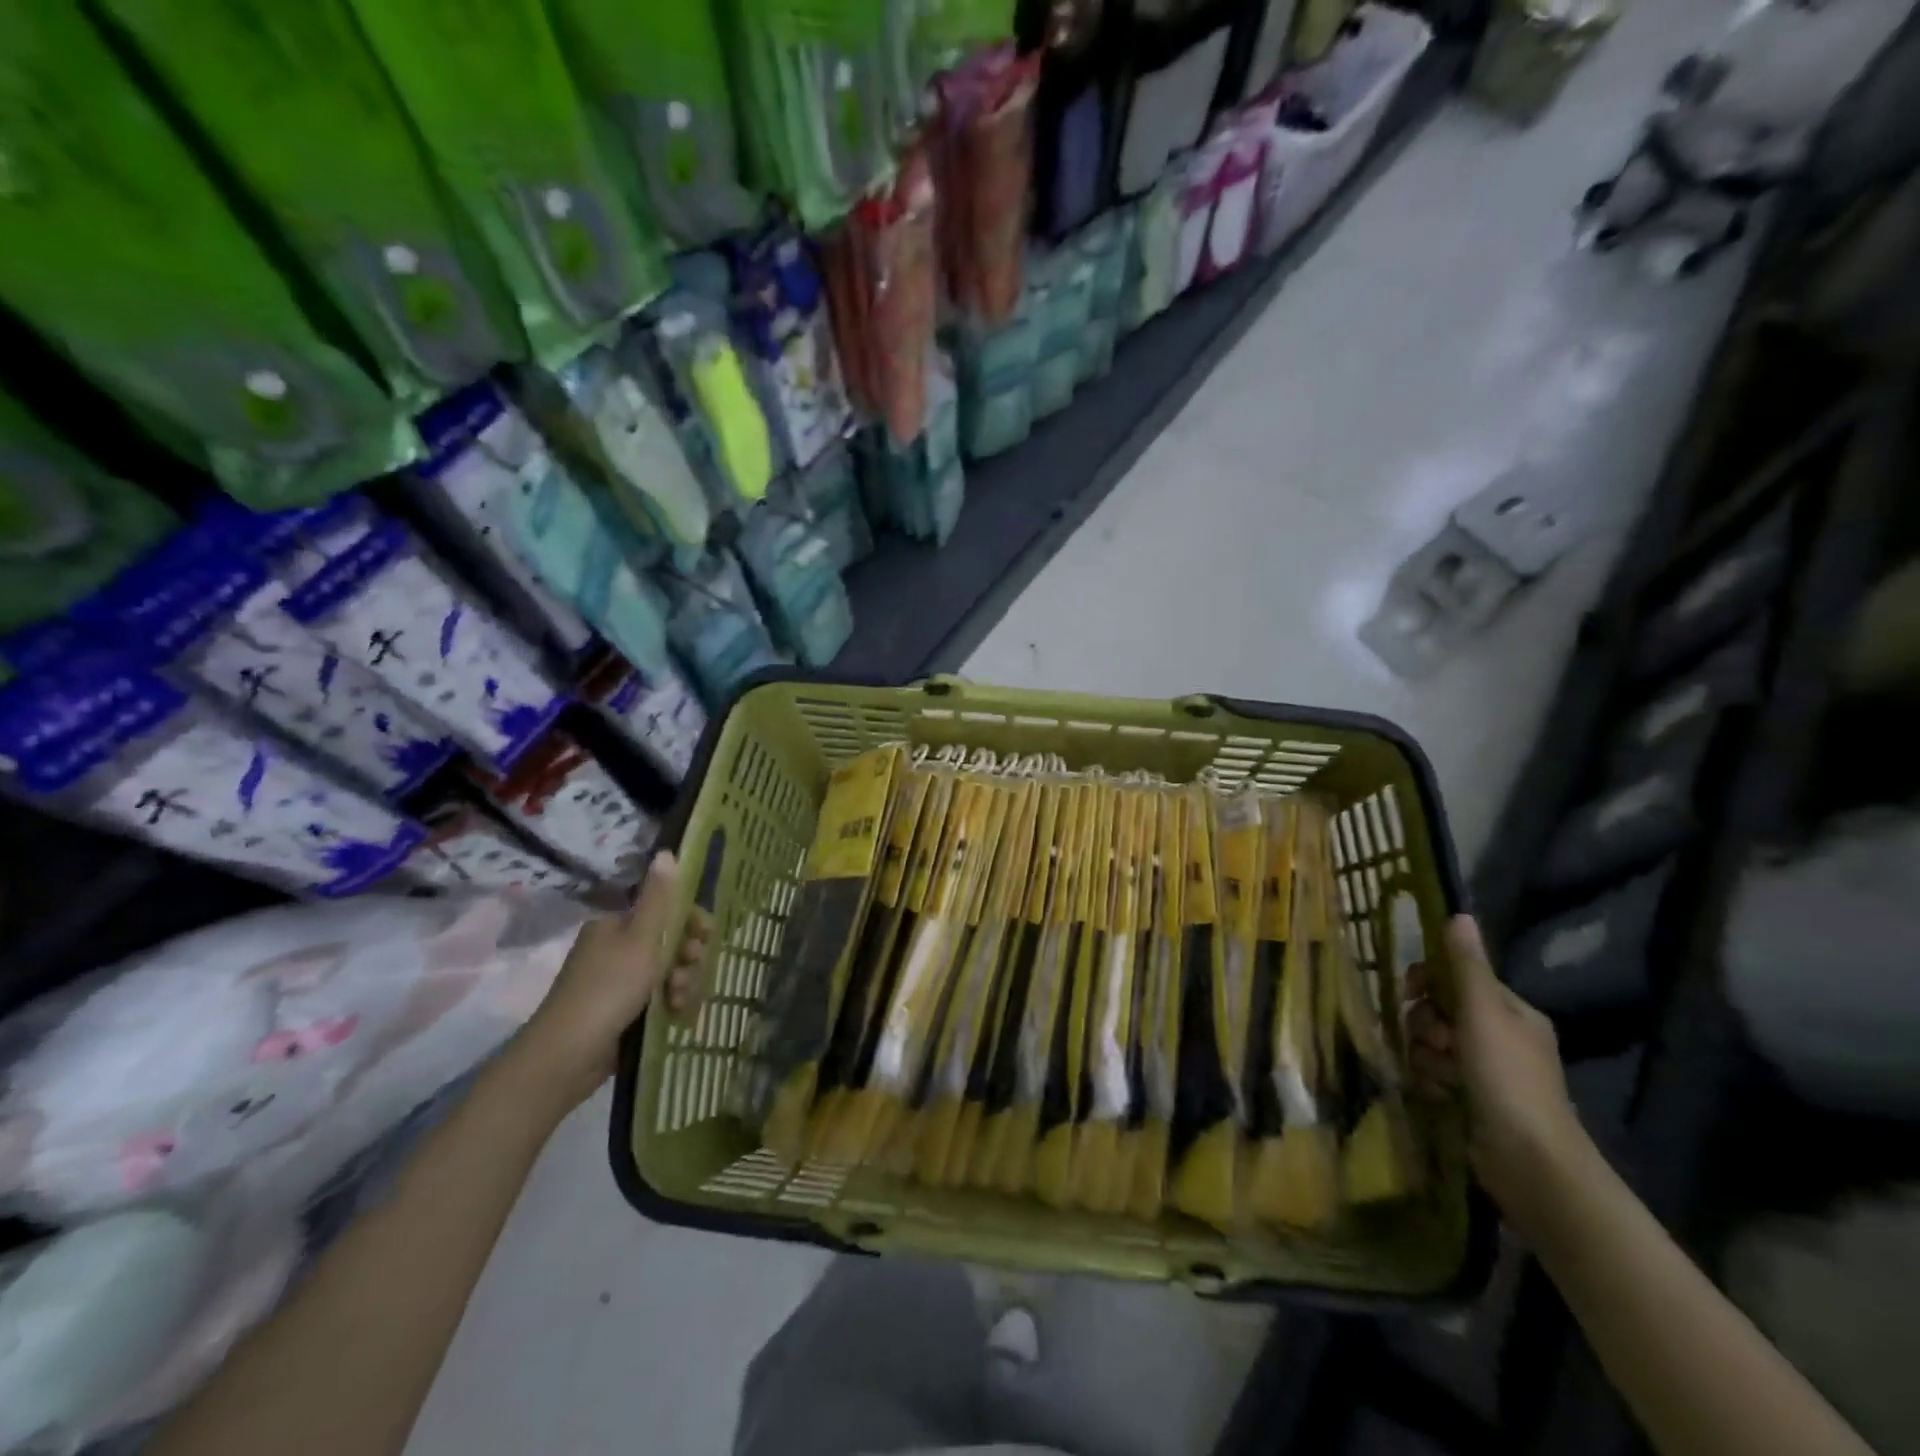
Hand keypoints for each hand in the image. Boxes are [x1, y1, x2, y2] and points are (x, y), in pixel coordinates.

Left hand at [512, 853, 711, 1111]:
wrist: (567, 1056)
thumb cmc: (608, 988)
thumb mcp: (641, 938)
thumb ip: (660, 897)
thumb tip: (667, 851)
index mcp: (616, 924)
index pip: (666, 911)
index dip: (691, 921)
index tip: (705, 937)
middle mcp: (616, 948)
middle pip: (670, 942)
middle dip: (687, 957)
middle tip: (688, 972)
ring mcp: (618, 982)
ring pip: (668, 972)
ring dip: (682, 982)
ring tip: (678, 1001)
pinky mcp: (622, 1012)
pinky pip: (659, 998)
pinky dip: (670, 1003)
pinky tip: (674, 1014)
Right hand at [1406, 916, 1590, 1224]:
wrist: (1528, 1160)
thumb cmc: (1507, 1077)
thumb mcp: (1483, 1012)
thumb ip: (1466, 965)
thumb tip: (1459, 914)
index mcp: (1510, 1011)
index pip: (1455, 978)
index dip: (1428, 983)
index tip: (1412, 993)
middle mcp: (1500, 1036)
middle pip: (1437, 1011)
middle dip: (1425, 1025)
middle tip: (1436, 1043)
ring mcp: (1486, 1071)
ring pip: (1430, 1044)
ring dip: (1426, 1056)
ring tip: (1441, 1077)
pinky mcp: (1471, 1099)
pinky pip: (1433, 1073)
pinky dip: (1431, 1080)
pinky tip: (1439, 1094)